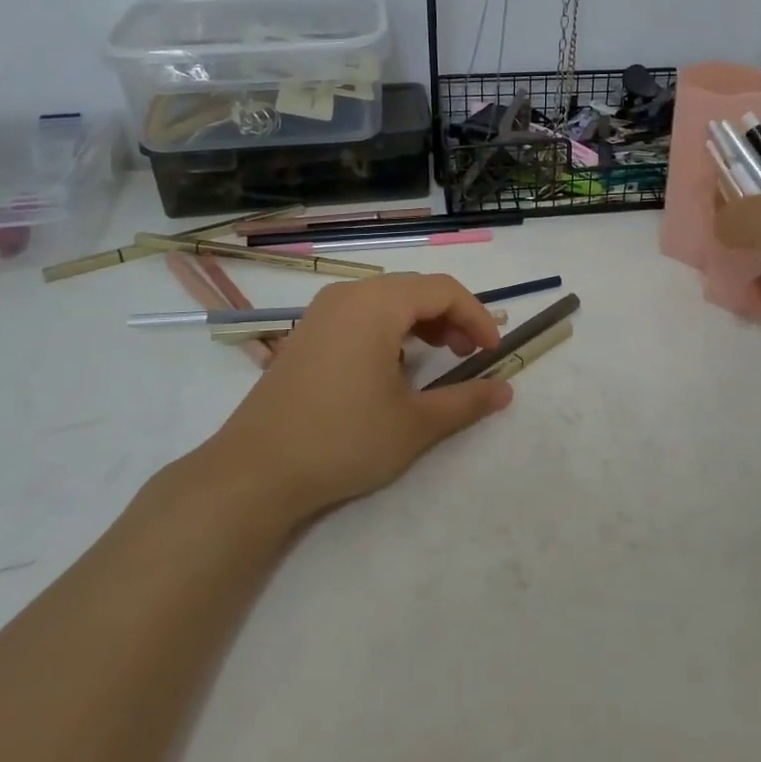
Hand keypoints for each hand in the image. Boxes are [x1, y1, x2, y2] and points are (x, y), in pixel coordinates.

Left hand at [199, 274, 513, 527]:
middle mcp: (348, 296)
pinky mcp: (306, 334)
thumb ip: (466, 401)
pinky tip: (394, 366)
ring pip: (387, 300)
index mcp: (376, 304)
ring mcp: (321, 313)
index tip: (492, 352)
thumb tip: (506, 391)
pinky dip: (390, 329)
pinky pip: (361, 314)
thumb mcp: (415, 424)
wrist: (254, 472)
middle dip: (451, 317)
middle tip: (468, 355)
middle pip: (415, 289)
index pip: (443, 290)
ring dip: (422, 322)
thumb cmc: (343, 440)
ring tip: (439, 357)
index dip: (476, 317)